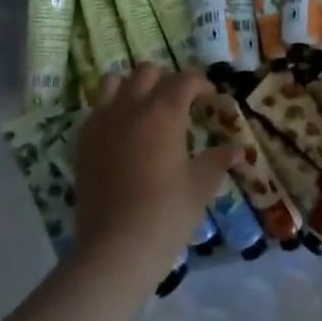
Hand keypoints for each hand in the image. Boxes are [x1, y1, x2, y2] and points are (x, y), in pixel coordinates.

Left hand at [72, 66, 238, 292]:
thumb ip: (218, 159)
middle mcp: (130, 107)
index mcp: (163, 113)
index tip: (210, 98)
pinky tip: (122, 131)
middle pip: (147, 72)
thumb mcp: (201, 186)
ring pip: (114, 82)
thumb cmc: (166, 214)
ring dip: (132, 87)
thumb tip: (238, 148)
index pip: (184, 80)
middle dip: (166, 80)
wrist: (115, 248)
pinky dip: (111, 108)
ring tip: (145, 108)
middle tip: (180, 103)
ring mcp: (102, 122)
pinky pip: (96, 108)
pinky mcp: (83, 141)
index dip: (201, 84)